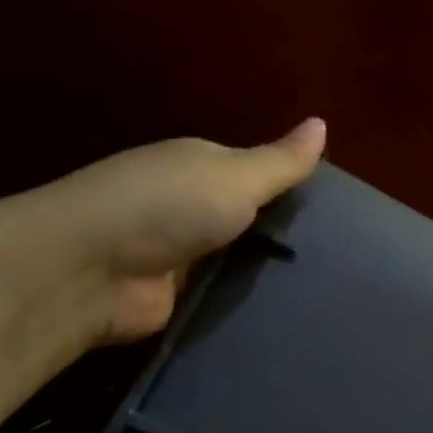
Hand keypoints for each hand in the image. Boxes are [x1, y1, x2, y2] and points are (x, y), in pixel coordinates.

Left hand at [26, 118, 325, 344]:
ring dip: (270, 271)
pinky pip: (224, 293)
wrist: (89, 270)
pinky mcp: (175, 295)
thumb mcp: (235, 176)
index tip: (342, 213)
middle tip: (343, 257)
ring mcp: (181, 252)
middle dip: (287, 234)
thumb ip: (280, 161)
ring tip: (330, 288)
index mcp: (200, 165)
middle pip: (251, 218)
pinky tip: (290, 311)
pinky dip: (248, 300)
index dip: (295, 188)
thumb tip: (322, 122)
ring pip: (241, 258)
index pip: (258, 172)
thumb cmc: (166, 207)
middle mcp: (189, 204)